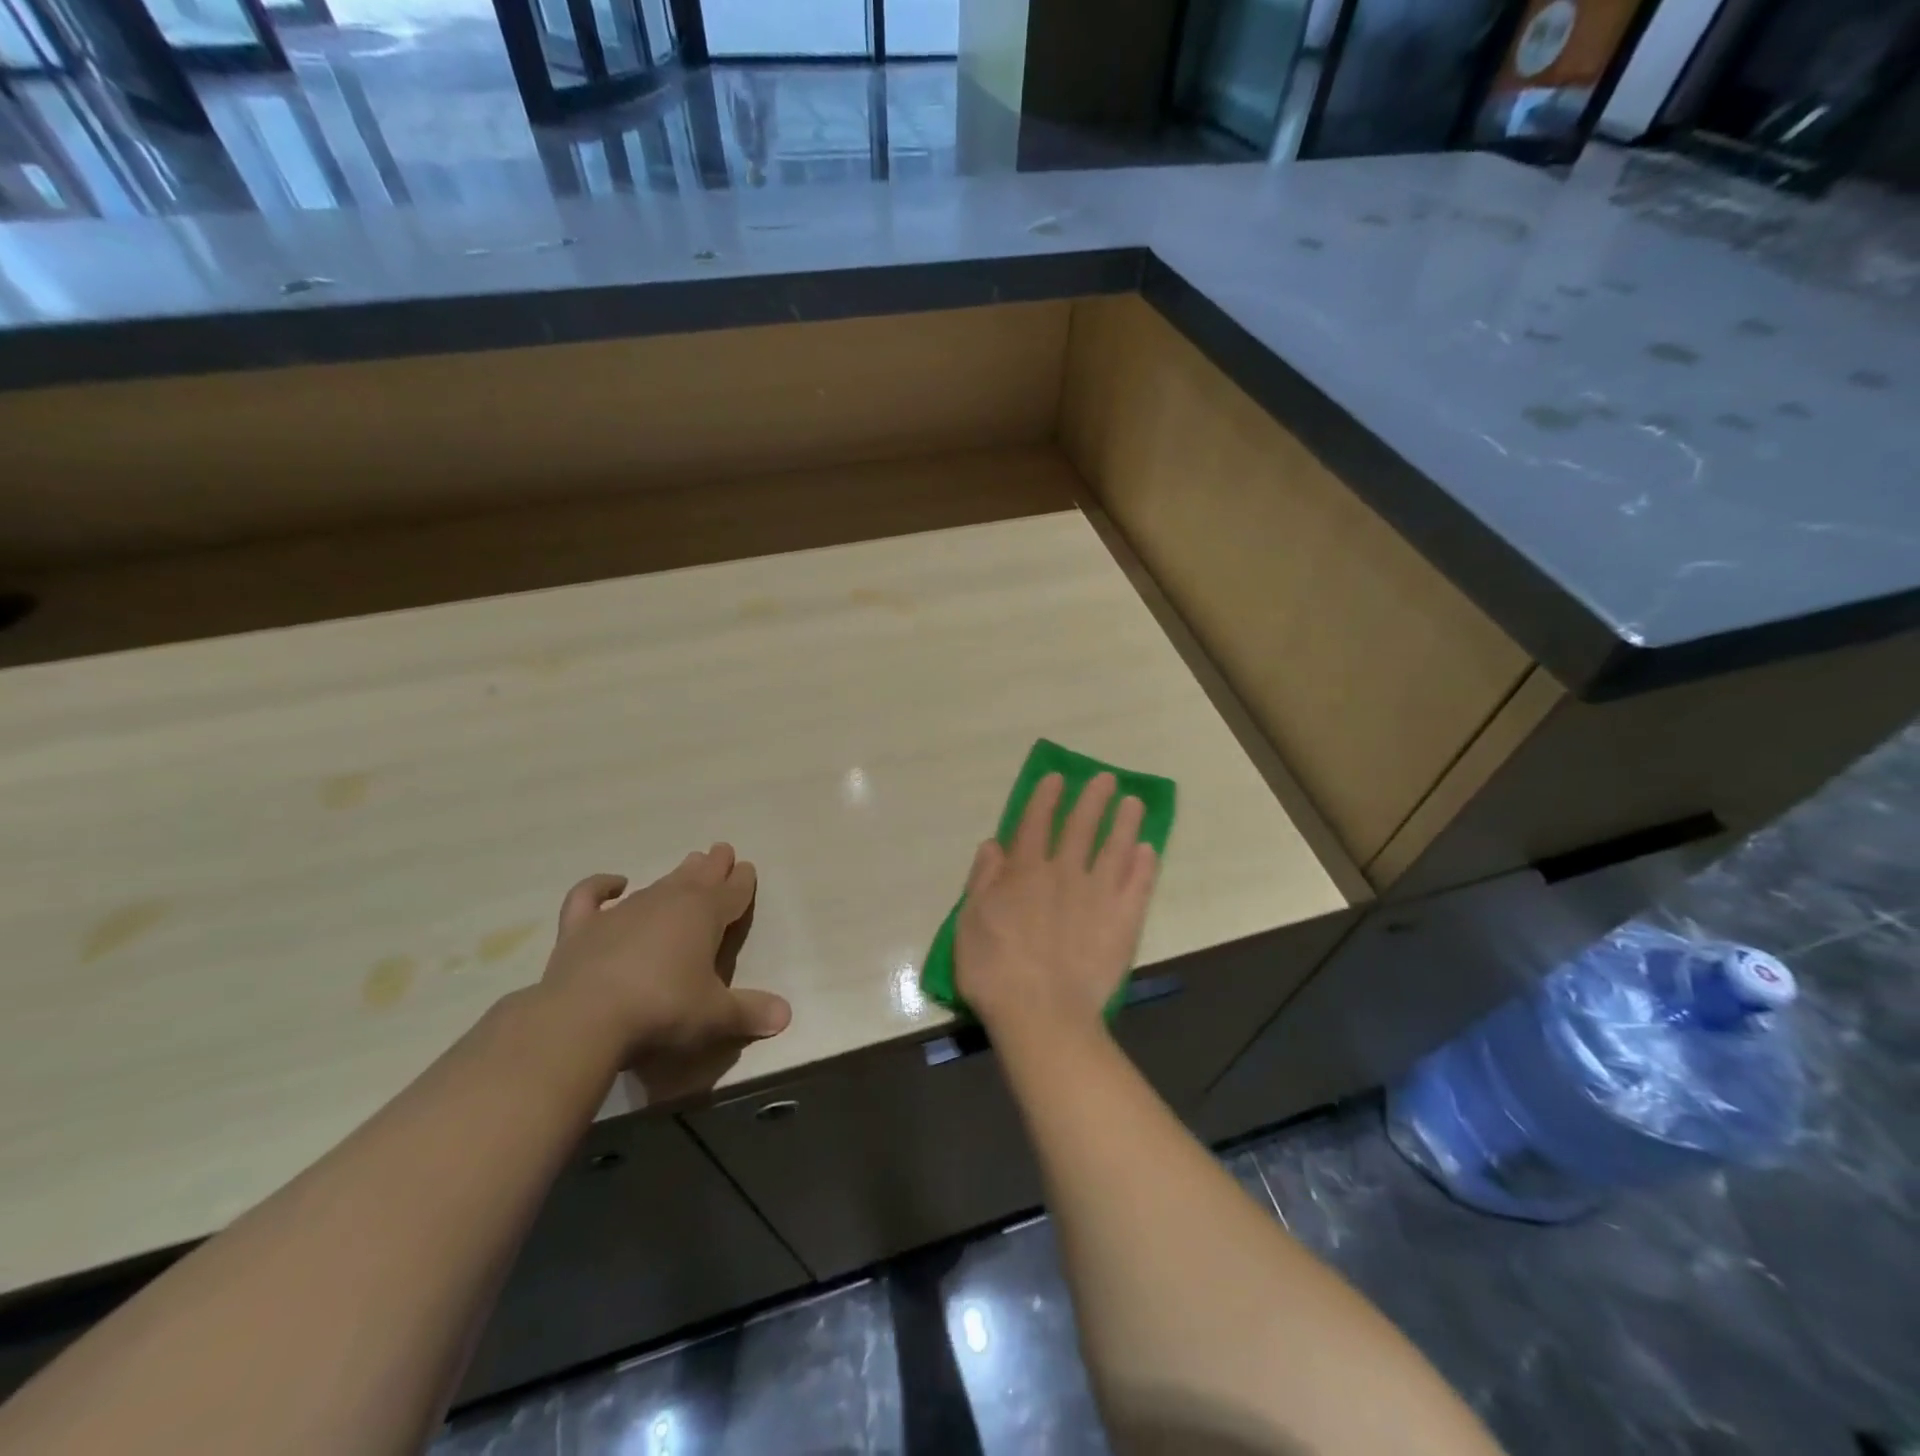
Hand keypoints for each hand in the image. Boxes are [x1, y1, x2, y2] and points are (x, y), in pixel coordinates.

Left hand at [538, 844, 791, 1100]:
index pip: (732, 891)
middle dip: (713, 865)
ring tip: (688, 865)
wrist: (584, 1017)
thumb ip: (749, 1012)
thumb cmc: (663, 1009)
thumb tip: (786, 1016)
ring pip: (658, 884)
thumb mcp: (715, 1015)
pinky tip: (613, 883)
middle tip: (721, 850)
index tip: (747, 868)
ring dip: (675, 875)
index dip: (742, 881)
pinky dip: (600, 886)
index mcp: (705, 915)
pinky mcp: (583, 927)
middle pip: (698, 877)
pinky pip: (590, 896)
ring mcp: (623, 911)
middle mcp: (668, 902)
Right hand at [954, 773, 1158, 1044]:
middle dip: (1092, 799)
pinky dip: (1144, 865)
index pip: (1036, 823)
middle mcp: (1064, 873)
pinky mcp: (1123, 921)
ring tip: (1133, 803)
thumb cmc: (994, 970)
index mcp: (1025, 871)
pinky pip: (1138, 885)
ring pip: (1115, 848)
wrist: (1042, 1013)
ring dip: (1125, 823)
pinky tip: (1149, 850)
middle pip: (1081, 827)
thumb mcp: (970, 922)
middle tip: (1106, 779)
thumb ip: (983, 879)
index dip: (1045, 798)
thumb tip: (994, 844)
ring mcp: (1098, 895)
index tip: (1057, 778)